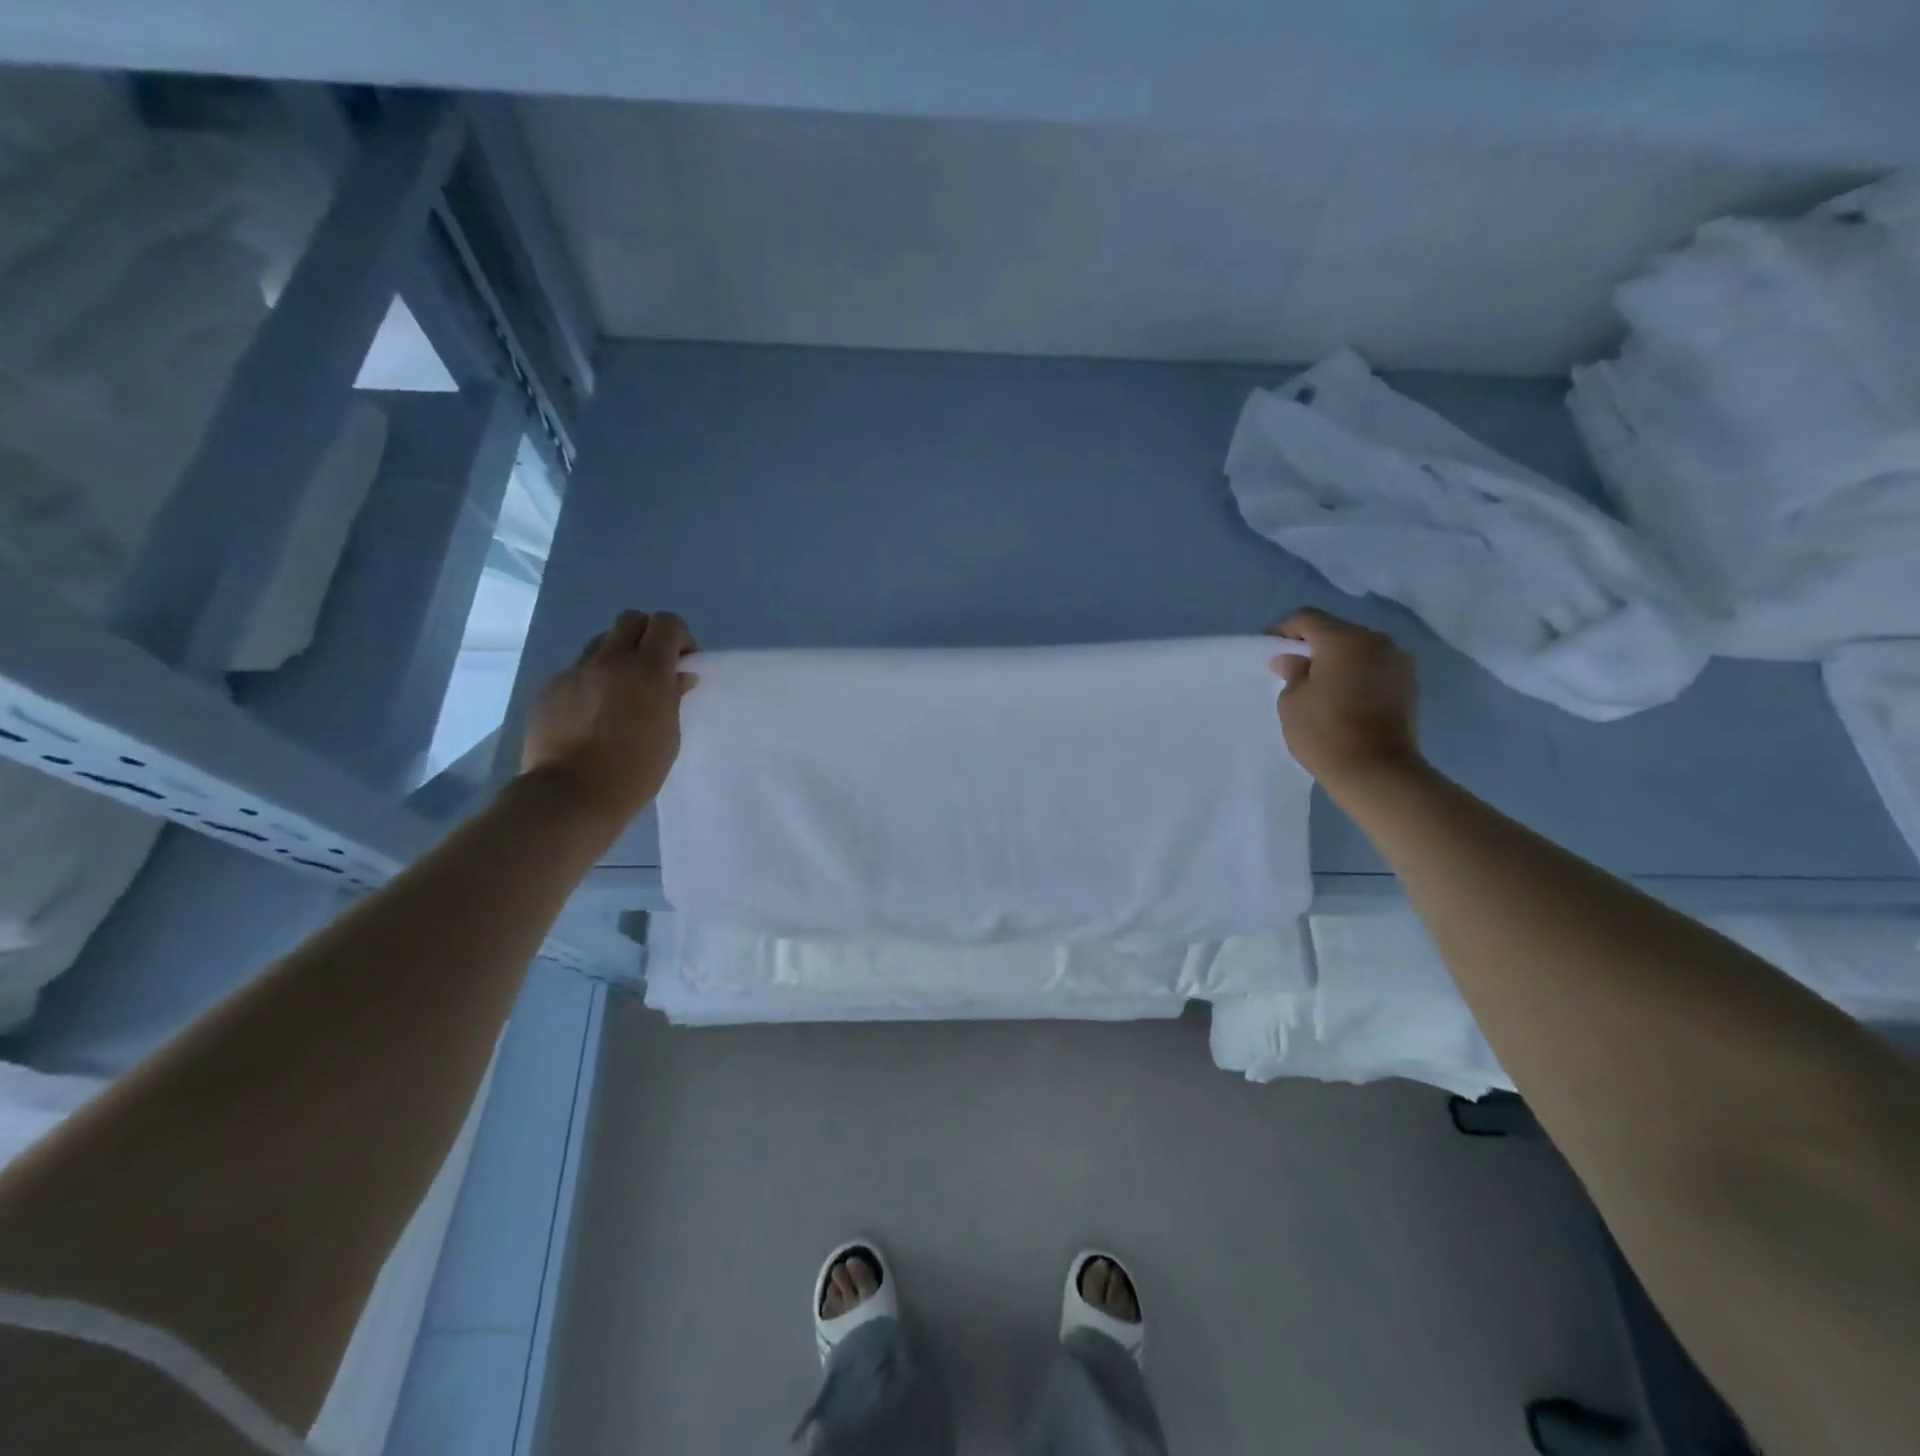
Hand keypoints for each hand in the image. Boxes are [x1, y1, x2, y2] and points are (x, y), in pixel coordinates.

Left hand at [522, 610, 697, 828]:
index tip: (682, 662)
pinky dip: (591, 682)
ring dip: (617, 655)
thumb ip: (673, 697)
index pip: (667, 624)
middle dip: (646, 636)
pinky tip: (591, 714)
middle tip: (652, 668)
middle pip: (630, 620)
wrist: (572, 794)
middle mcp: (611, 661)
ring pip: (600, 642)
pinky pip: (577, 671)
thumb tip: (678, 677)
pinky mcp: (550, 689)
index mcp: (648, 670)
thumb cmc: (635, 771)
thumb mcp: (669, 735)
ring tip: (620, 690)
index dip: (678, 637)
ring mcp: (576, 672)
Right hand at [1266, 609, 1421, 793]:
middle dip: (1312, 645)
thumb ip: (1291, 673)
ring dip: (1337, 659)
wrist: (1377, 770)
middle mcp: (1375, 641)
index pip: (1307, 618)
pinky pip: (1374, 666)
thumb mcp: (1291, 702)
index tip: (1269, 649)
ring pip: (1358, 648)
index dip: (1283, 629)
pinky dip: (1356, 673)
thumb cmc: (1325, 732)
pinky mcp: (1409, 683)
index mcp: (1343, 639)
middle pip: (1336, 631)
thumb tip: (1292, 660)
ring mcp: (1398, 661)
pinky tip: (1343, 696)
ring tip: (1319, 684)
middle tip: (1292, 667)